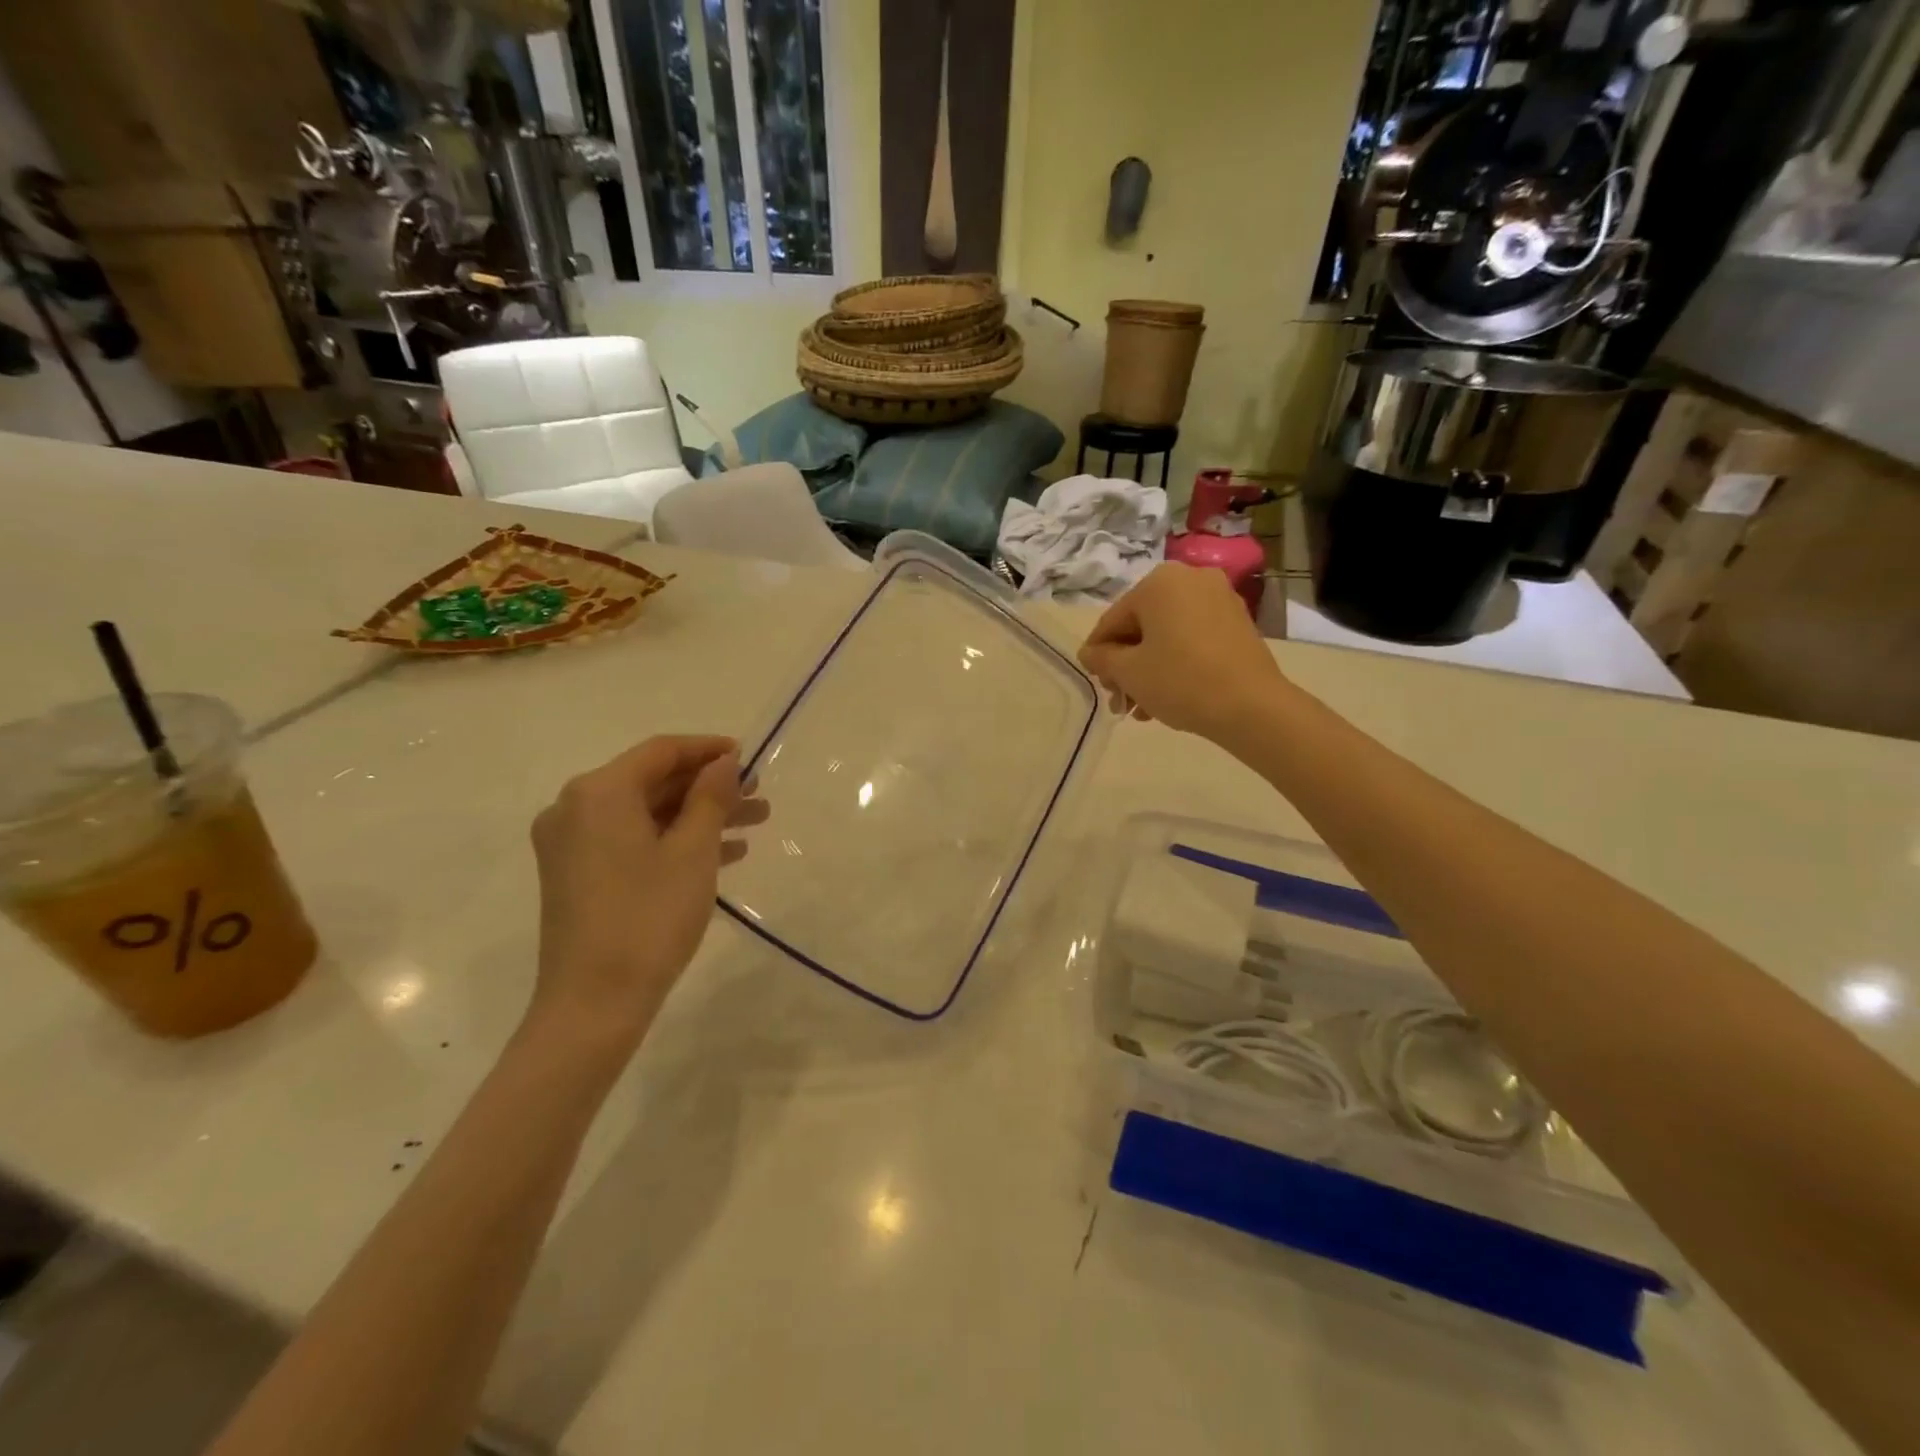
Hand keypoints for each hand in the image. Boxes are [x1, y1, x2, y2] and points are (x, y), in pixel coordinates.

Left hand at [528, 735, 767, 1042]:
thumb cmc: (649, 918)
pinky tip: (722, 855)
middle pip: (652, 782)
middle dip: (709, 788)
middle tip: (757, 797)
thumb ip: (711, 797)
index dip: (709, 750)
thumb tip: (725, 761)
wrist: (594, 1004)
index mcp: (598, 792)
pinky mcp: (577, 875)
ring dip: (698, 816)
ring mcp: (571, 844)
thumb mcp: (693, 851)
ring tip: (753, 825)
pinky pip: (632, 841)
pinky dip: (673, 841)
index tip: (750, 758)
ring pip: (646, 814)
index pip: (661, 751)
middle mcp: (575, 808)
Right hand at [1078, 563, 1290, 742]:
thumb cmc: (1180, 681)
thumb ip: (1102, 658)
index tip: (1096, 683)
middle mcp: (1190, 579)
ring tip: (1142, 708)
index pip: (1113, 620)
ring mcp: (1219, 599)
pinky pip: (1193, 639)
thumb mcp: (1129, 672)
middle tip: (1120, 701)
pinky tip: (1168, 697)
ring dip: (1149, 669)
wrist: (1251, 707)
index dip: (1098, 654)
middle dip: (1127, 666)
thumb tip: (1090, 653)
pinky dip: (1176, 663)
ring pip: (1167, 635)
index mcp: (1159, 583)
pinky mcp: (1238, 623)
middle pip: (1141, 626)